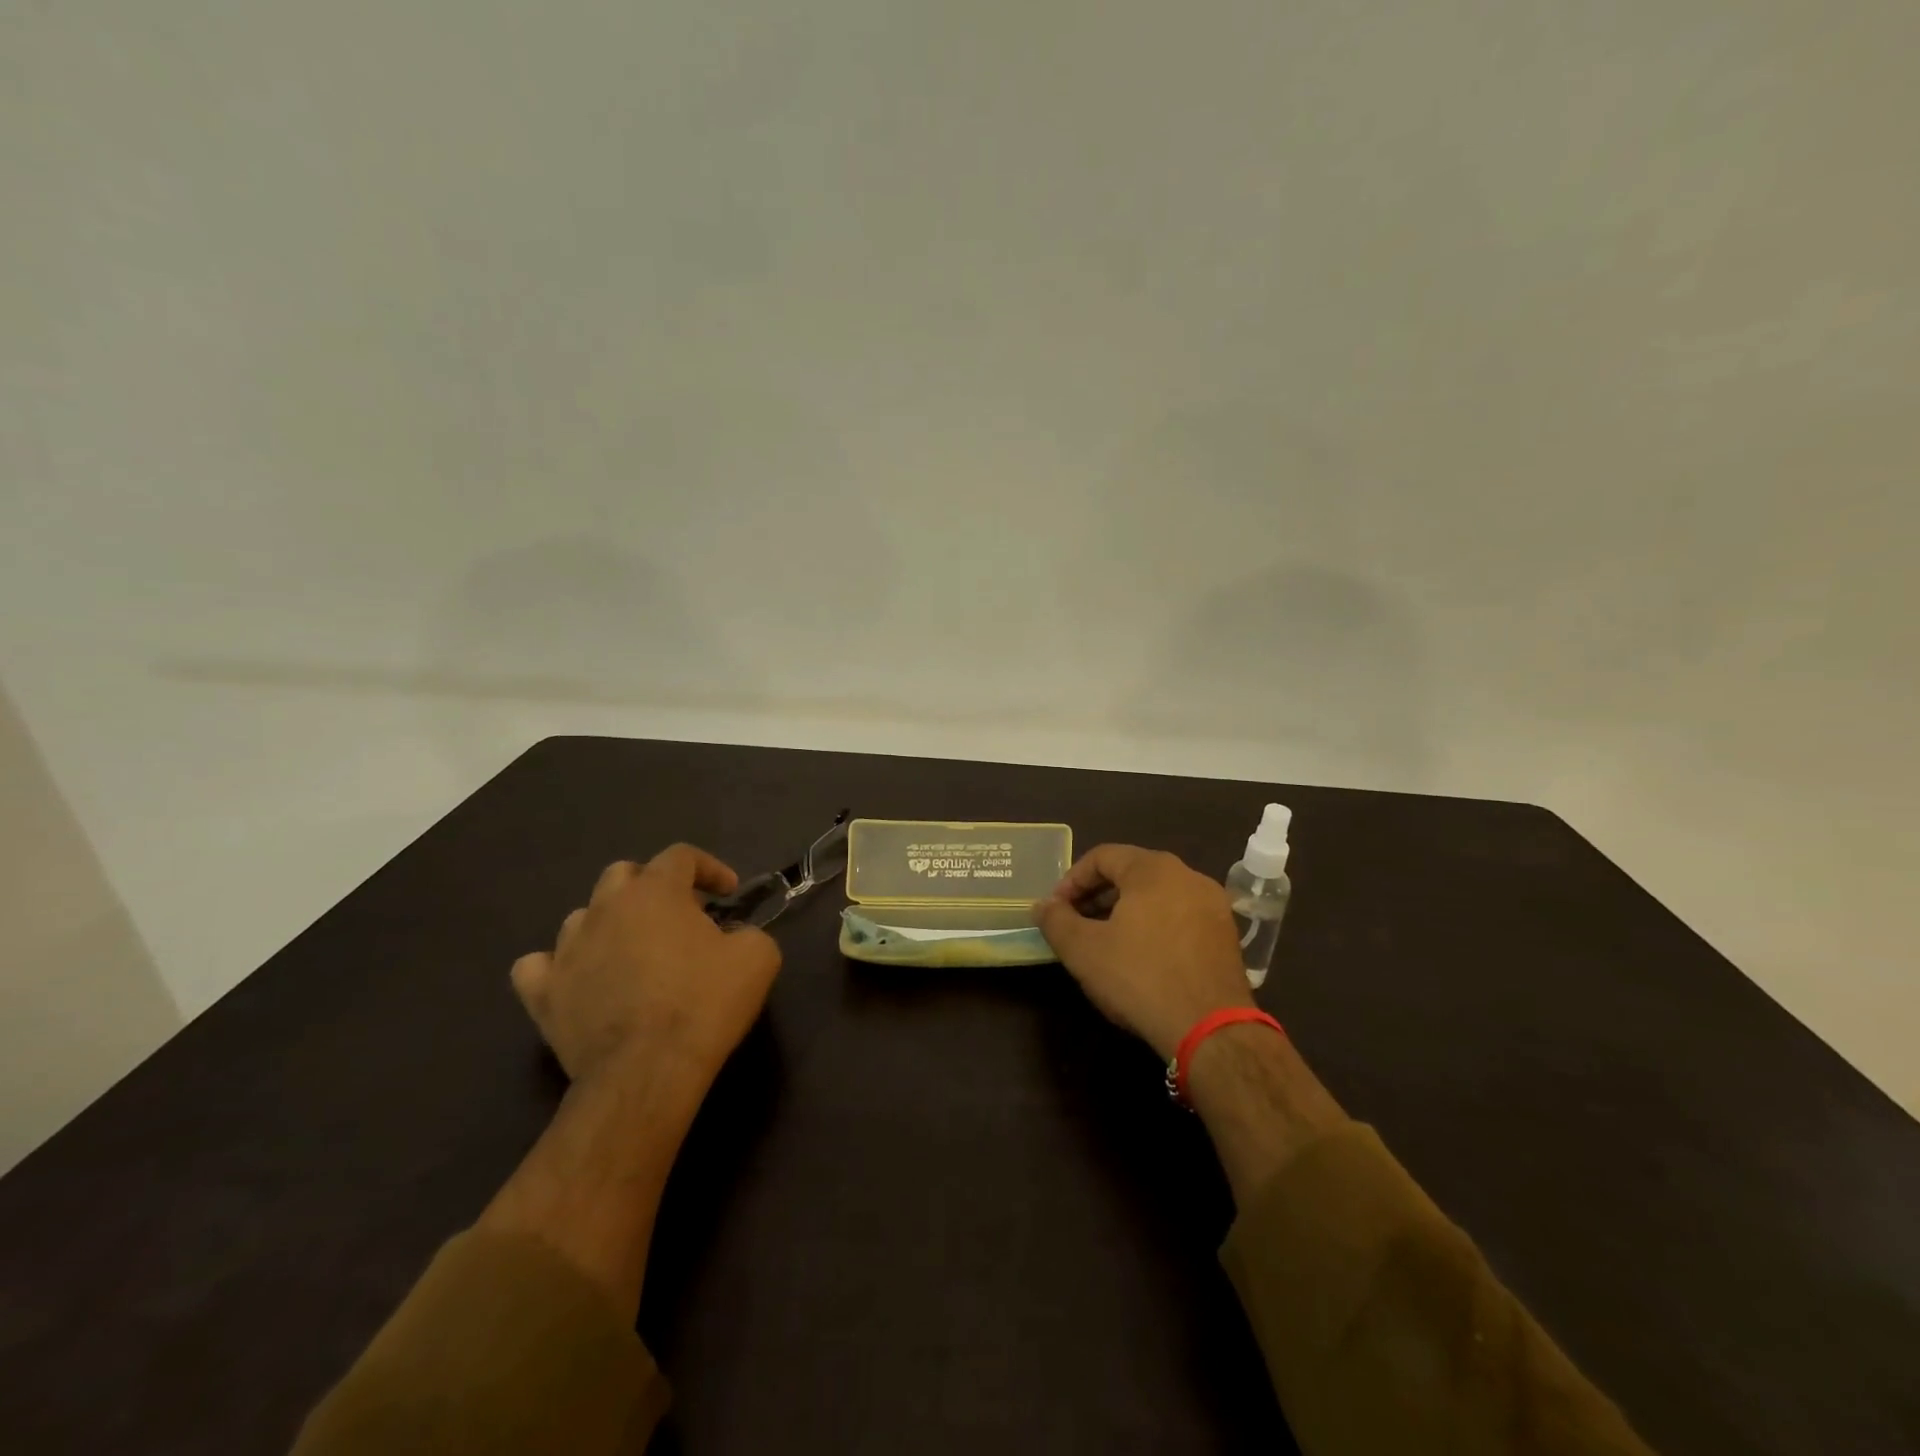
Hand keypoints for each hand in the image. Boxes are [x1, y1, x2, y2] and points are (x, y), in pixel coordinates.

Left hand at [511, 845, 781, 1089]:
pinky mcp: (543, 993)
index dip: (709, 868)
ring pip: (583, 916)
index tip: (728, 894)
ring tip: (633, 951)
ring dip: (610, 924)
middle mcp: (605, 907)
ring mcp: (567, 949)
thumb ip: (748, 931)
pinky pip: (537, 965)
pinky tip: (578, 978)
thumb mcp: (758, 957)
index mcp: (656, 891)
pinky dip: (558, 966)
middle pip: (624, 874)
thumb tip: (733, 937)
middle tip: (680, 917)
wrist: (648, 1070)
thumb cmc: (705, 1003)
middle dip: (653, 887)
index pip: (680, 856)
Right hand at [1035, 845, 1252, 1060]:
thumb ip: (1056, 920)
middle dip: (1098, 895)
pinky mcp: (1227, 935)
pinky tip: (1142, 957)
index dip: (1071, 880)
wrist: (1211, 1029)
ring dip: (1126, 911)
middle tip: (1076, 924)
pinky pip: (1180, 916)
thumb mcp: (1083, 950)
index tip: (1055, 909)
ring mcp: (1213, 905)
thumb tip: (1042, 905)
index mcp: (1153, 868)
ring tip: (1105, 942)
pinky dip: (1155, 926)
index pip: (1102, 856)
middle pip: (1132, 873)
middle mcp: (1188, 875)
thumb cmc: (1140, 977)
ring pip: (1158, 895)